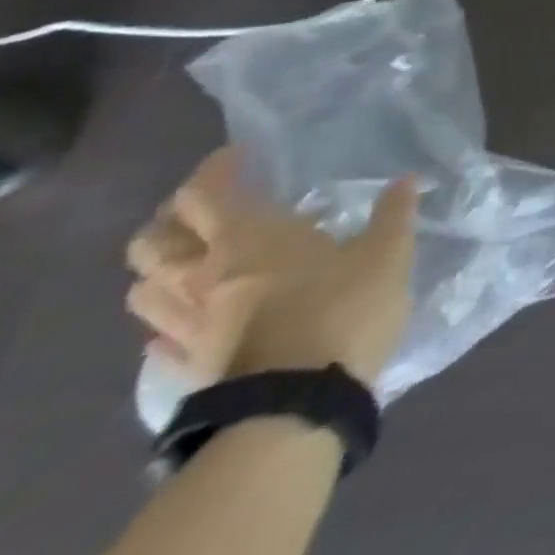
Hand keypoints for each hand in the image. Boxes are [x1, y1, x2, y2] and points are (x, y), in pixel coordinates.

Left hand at [126, 148, 417, 388]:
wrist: (297, 405)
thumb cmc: (344, 309)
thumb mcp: (388, 253)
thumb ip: (394, 214)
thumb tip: (405, 180)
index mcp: (250, 238)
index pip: (206, 193)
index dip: (216, 169)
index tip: (240, 154)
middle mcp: (205, 274)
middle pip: (153, 241)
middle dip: (172, 217)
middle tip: (208, 206)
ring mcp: (189, 324)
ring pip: (145, 288)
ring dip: (161, 266)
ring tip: (195, 258)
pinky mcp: (188, 364)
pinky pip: (159, 336)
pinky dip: (168, 318)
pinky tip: (193, 315)